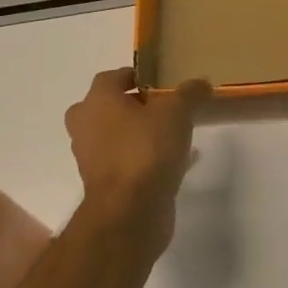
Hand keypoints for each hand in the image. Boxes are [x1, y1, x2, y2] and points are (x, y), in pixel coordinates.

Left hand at [64, 69, 211, 256]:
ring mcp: (92, 159)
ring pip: (115, 136)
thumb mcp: (177, 111)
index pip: (112, 77)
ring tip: (174, 134)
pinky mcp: (105, 185)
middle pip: (107, 107)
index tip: (162, 81)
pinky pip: (126, 162)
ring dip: (139, 133)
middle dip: (132, 105)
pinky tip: (176, 161)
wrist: (130, 211)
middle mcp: (87, 127)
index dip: (136, 75)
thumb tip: (201, 83)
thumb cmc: (146, 149)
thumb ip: (190, 93)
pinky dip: (144, 158)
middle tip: (163, 107)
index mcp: (97, 102)